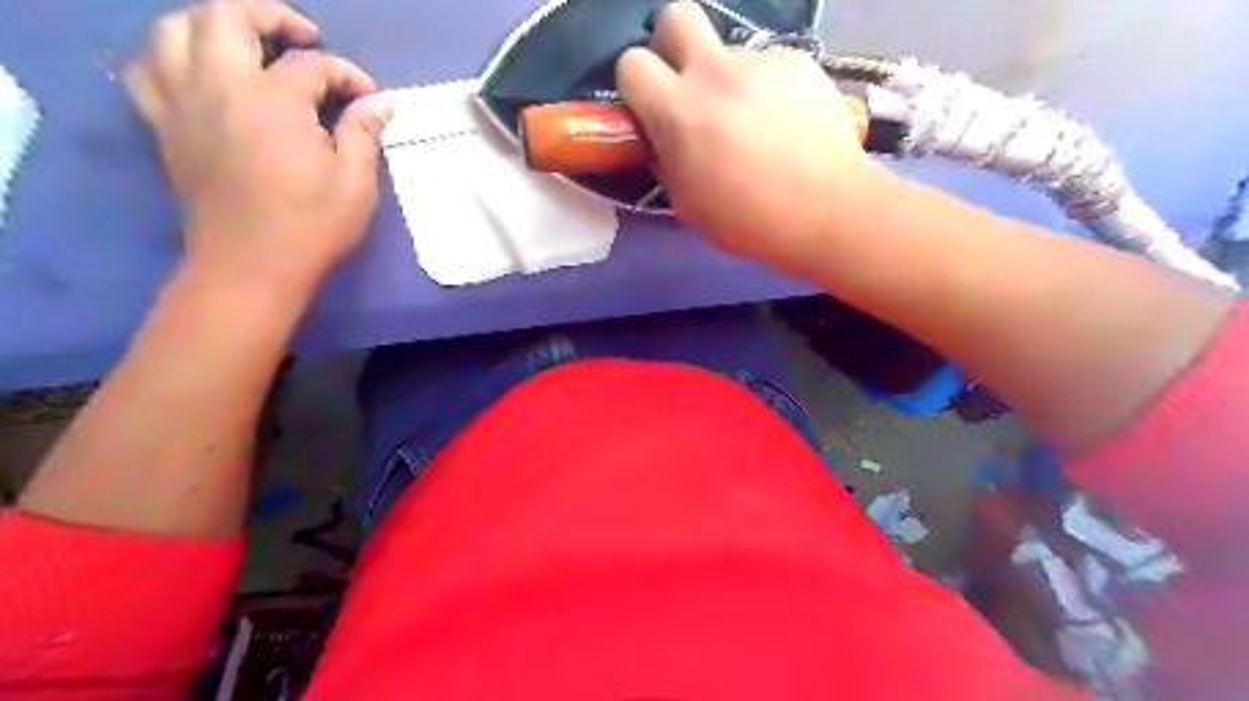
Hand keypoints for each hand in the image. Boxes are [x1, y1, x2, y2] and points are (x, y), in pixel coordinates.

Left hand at [126, 0, 389, 290]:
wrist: (251, 266)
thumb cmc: (312, 226)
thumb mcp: (356, 183)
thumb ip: (363, 134)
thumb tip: (379, 103)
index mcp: (273, 101)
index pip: (311, 65)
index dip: (348, 76)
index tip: (371, 99)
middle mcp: (218, 86)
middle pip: (226, 16)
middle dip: (270, 15)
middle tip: (303, 37)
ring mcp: (182, 103)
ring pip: (174, 30)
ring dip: (212, 24)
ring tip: (246, 43)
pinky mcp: (164, 125)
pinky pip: (146, 69)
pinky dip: (169, 56)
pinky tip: (197, 70)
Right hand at [616, 0, 891, 276]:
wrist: (828, 209)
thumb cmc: (749, 220)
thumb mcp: (687, 203)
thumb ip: (667, 161)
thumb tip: (664, 140)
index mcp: (678, 110)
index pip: (631, 63)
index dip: (635, 84)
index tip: (649, 107)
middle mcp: (715, 71)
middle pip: (676, 15)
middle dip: (671, 43)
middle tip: (686, 84)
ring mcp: (761, 61)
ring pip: (728, 52)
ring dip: (727, 80)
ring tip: (754, 124)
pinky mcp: (799, 62)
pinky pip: (768, 67)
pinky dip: (767, 89)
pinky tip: (786, 124)